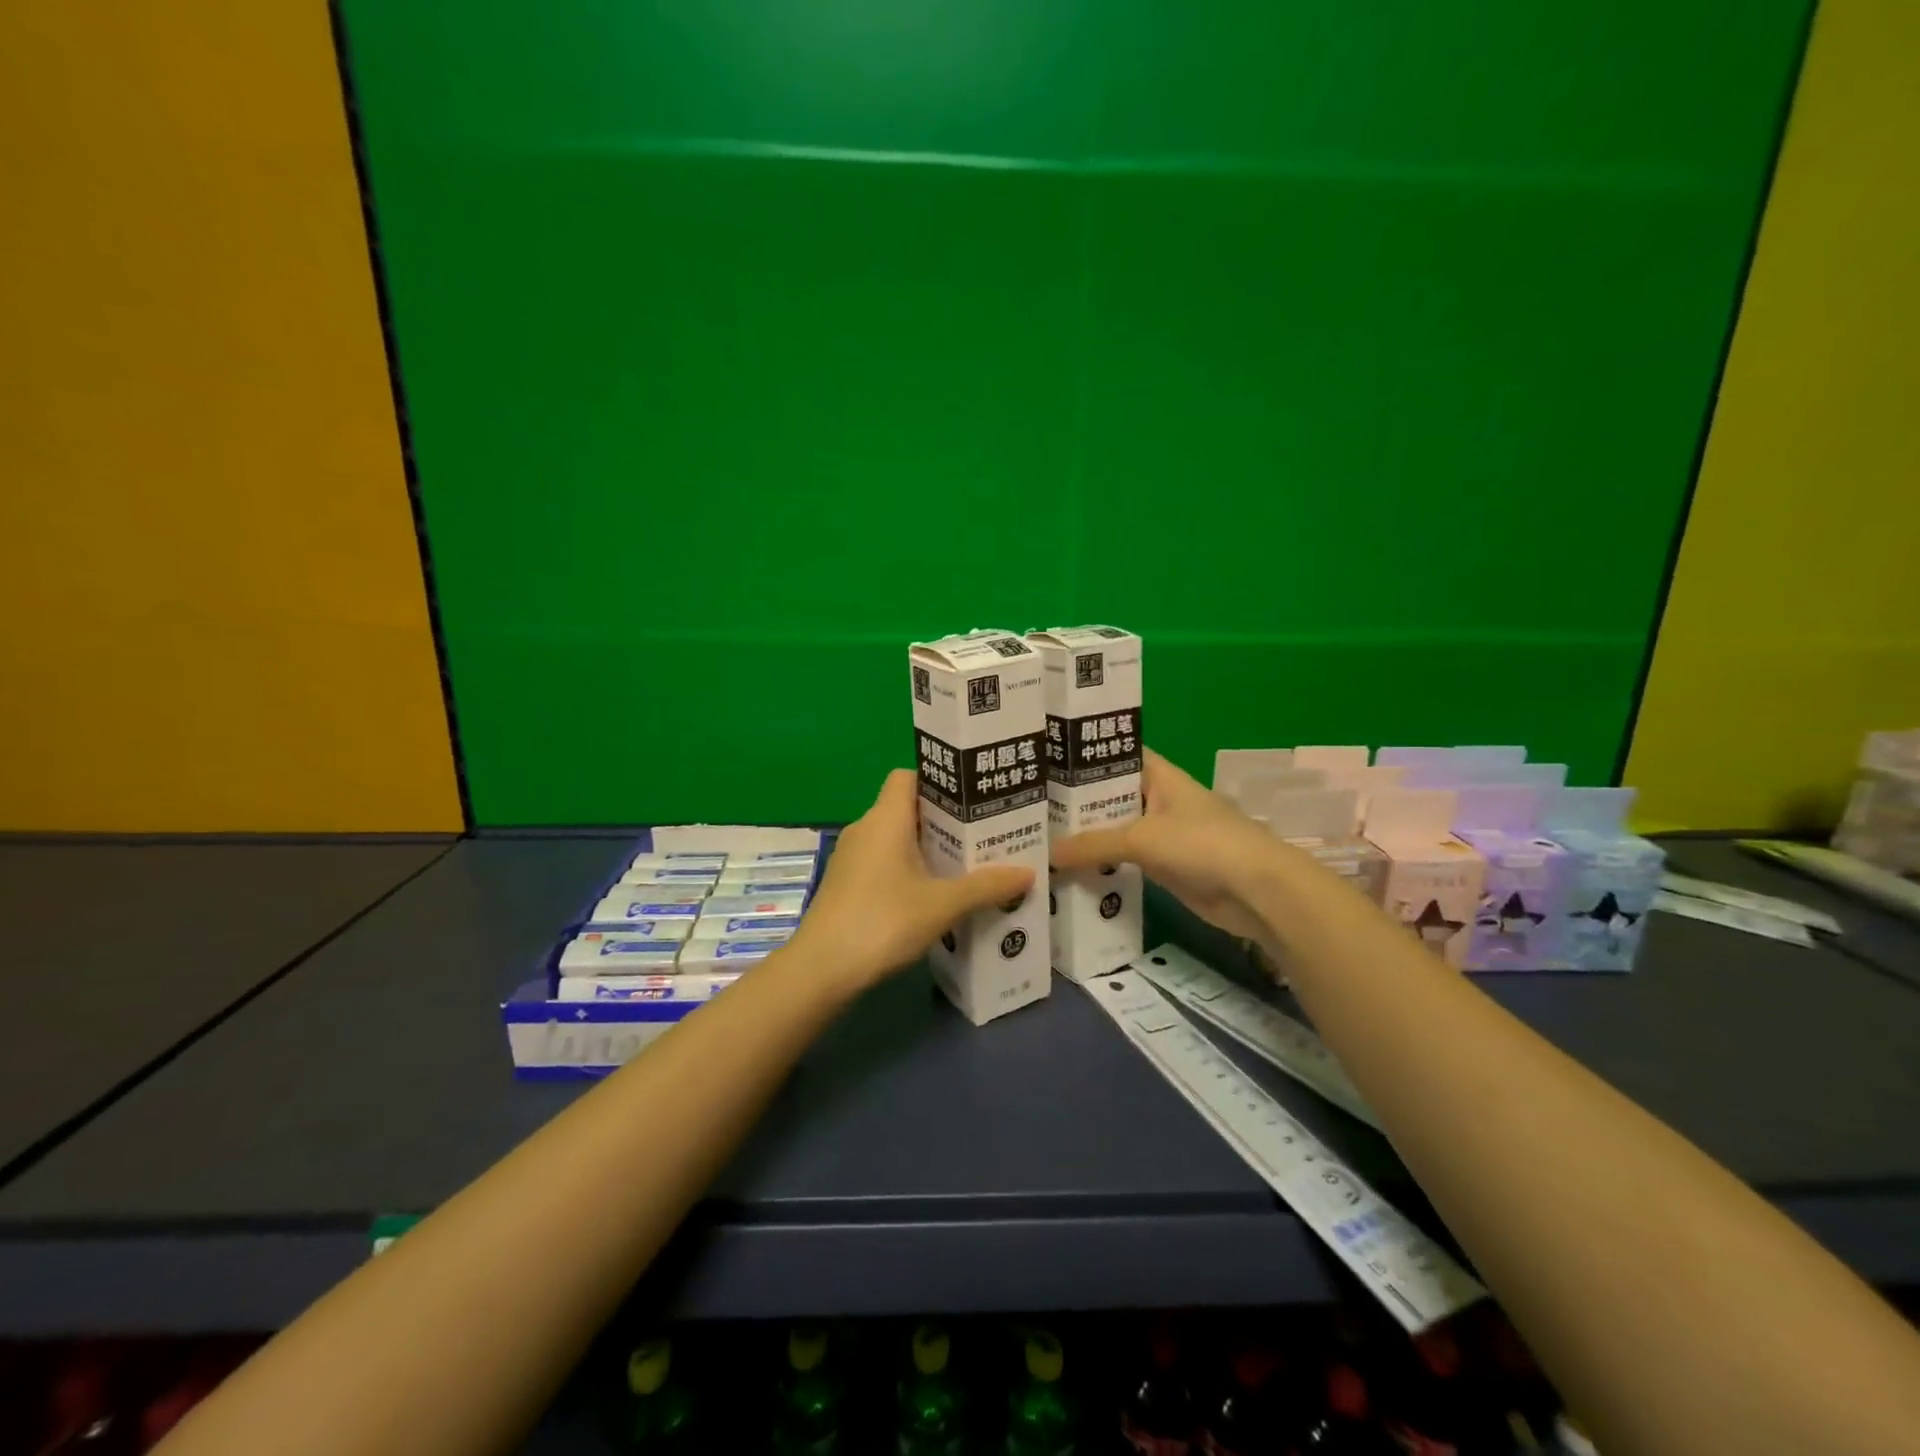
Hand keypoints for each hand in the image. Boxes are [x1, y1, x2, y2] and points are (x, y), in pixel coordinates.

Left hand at [787, 770, 1034, 993]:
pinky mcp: (847, 885)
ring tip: (968, 866)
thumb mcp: (942, 905)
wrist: (821, 970)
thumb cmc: (882, 922)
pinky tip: (935, 896)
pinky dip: (910, 871)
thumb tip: (1027, 872)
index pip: (909, 776)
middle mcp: (865, 828)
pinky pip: (885, 863)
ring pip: (897, 839)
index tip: (972, 798)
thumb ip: (985, 886)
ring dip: (929, 849)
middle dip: (945, 820)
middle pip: (908, 808)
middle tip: (984, 835)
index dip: (939, 781)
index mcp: (885, 818)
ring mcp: (852, 858)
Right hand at [1051, 748, 1286, 942]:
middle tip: (1029, 809)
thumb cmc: (1202, 844)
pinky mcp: (1163, 867)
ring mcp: (1161, 834)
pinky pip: (1124, 862)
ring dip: (1086, 839)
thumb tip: (1048, 854)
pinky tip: (1067, 871)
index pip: (1115, 755)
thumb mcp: (1142, 838)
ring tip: (1038, 839)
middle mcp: (1158, 800)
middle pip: (1110, 796)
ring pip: (1115, 831)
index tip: (1045, 762)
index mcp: (1158, 776)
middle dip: (1075, 804)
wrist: (1256, 891)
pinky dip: (1102, 866)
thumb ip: (1093, 844)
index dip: (1083, 757)